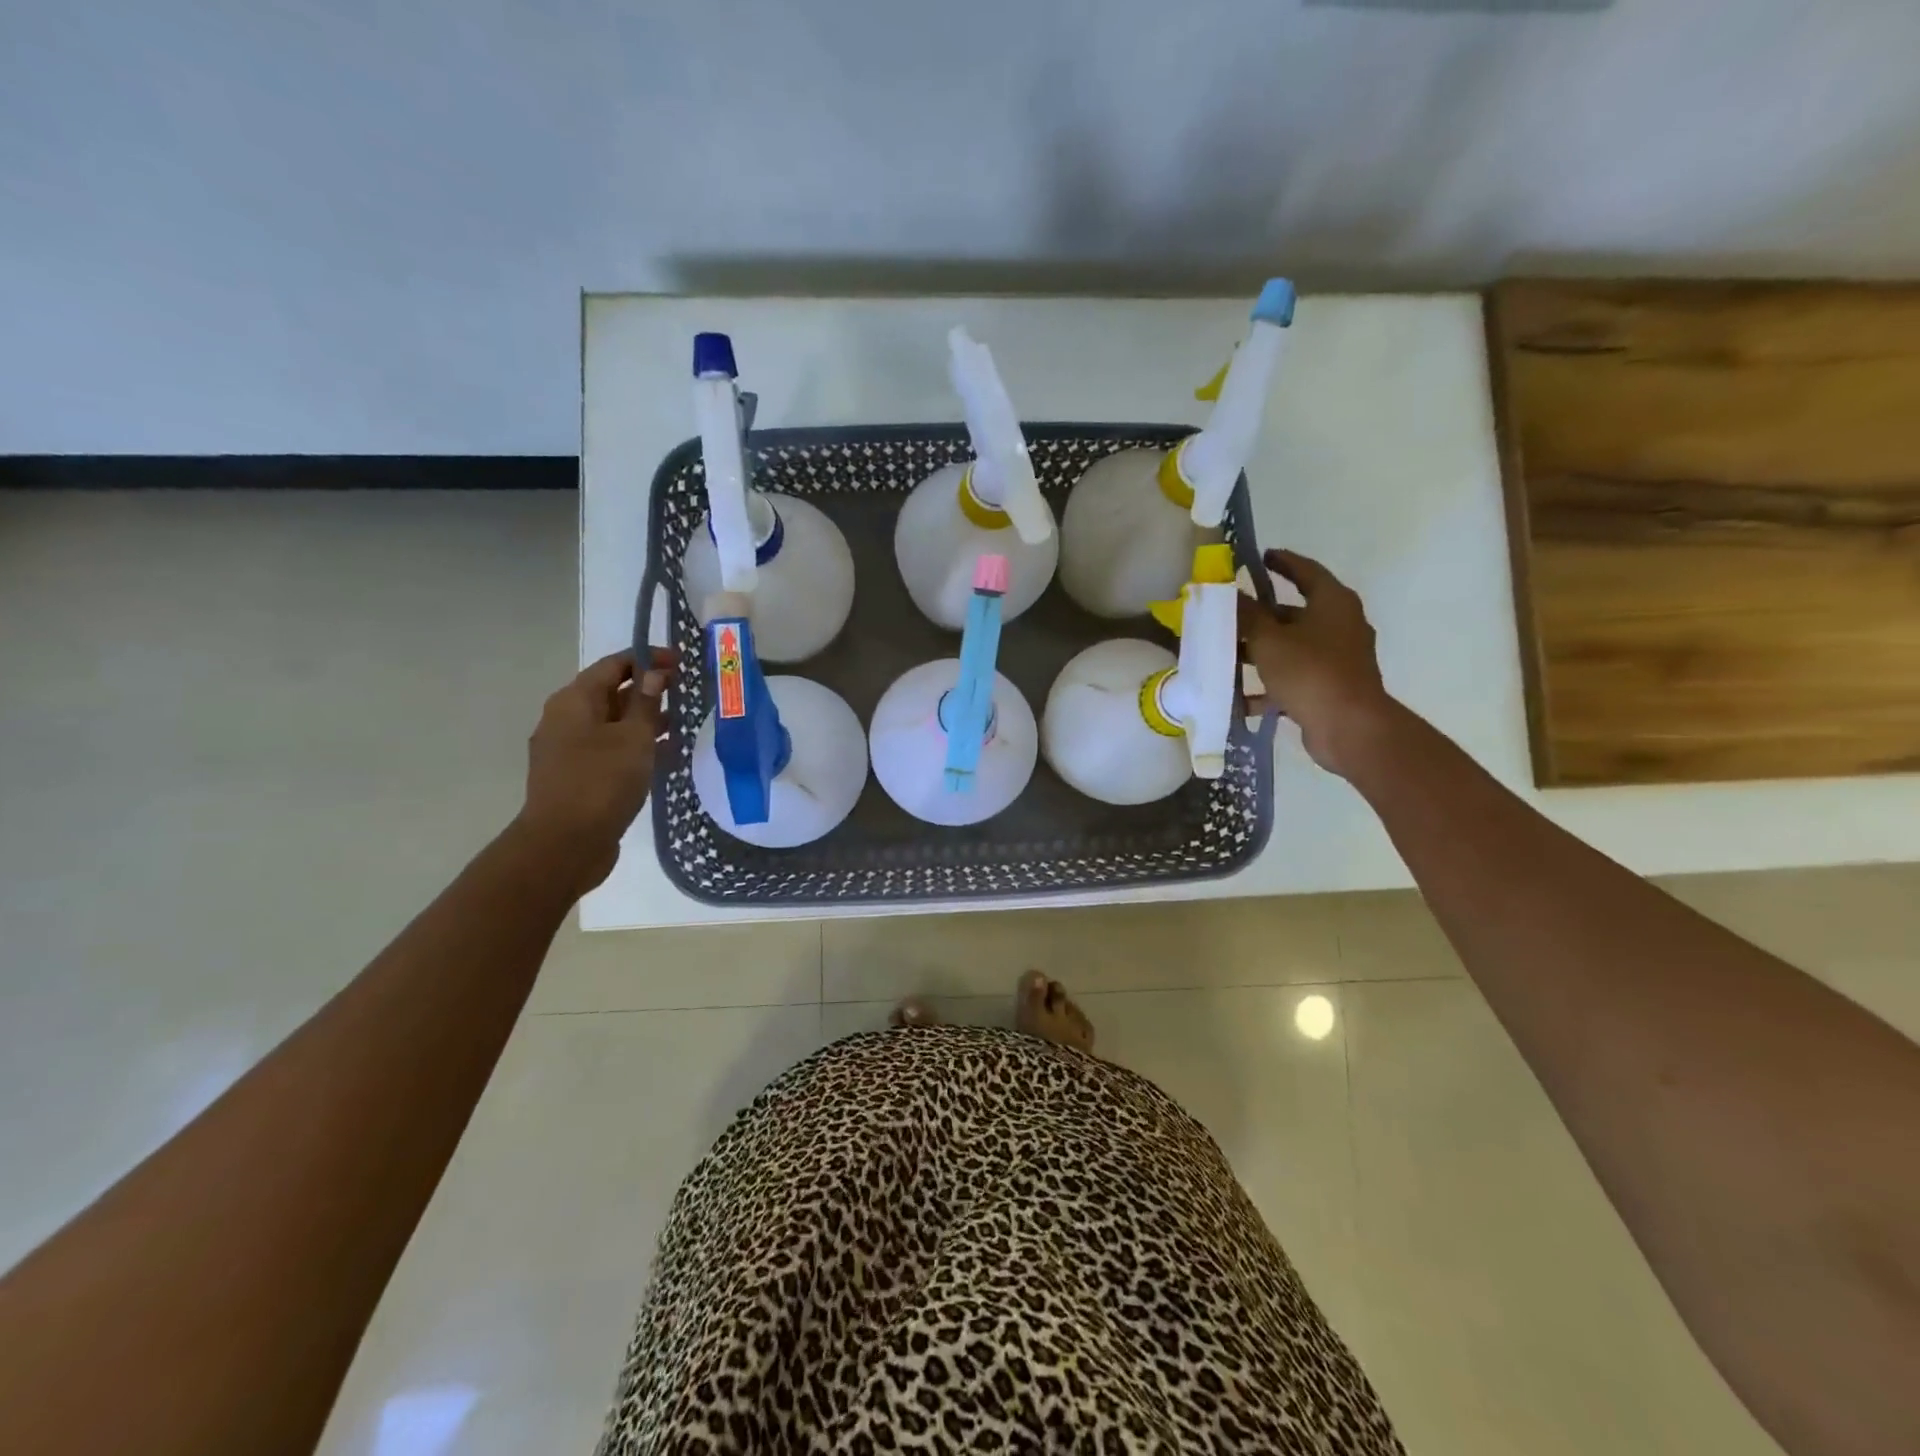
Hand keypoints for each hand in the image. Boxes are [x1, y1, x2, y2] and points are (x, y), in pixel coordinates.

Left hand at [515, 648, 676, 892]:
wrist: (565, 845)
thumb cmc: (601, 782)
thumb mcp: (634, 738)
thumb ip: (646, 703)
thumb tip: (655, 672)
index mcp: (574, 701)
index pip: (614, 665)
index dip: (649, 659)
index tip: (683, 661)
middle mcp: (566, 719)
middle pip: (611, 693)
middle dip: (649, 690)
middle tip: (688, 692)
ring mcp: (569, 750)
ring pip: (612, 724)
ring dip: (645, 721)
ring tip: (684, 723)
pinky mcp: (577, 777)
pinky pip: (610, 750)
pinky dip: (636, 746)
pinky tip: (665, 756)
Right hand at [1240, 549, 1396, 779]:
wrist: (1349, 727)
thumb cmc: (1310, 671)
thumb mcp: (1269, 639)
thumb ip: (1246, 615)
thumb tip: (1228, 594)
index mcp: (1333, 603)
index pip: (1306, 571)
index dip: (1282, 563)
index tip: (1260, 558)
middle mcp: (1339, 625)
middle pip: (1293, 613)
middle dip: (1259, 617)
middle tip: (1228, 615)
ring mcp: (1336, 659)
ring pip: (1290, 648)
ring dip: (1259, 652)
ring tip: (1225, 657)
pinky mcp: (1329, 688)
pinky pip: (1293, 679)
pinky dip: (1268, 686)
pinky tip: (1239, 699)